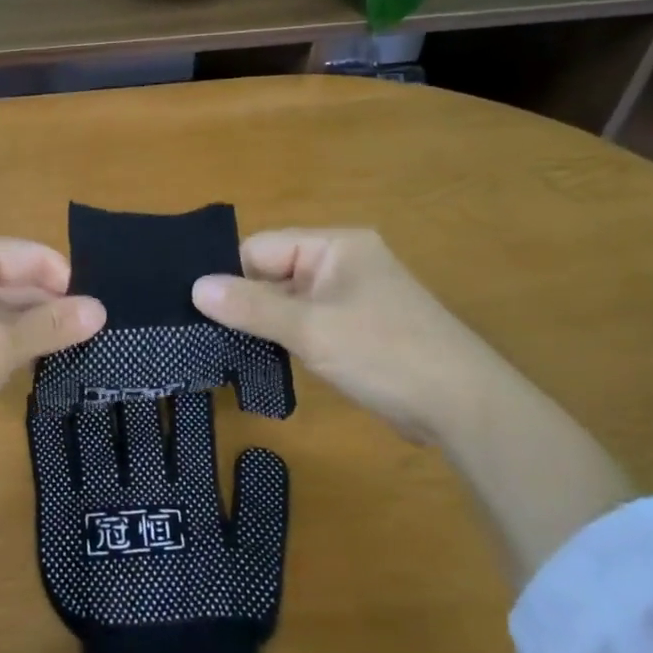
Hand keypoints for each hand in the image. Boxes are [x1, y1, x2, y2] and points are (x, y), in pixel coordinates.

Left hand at [0, 236, 105, 454]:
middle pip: (16, 278)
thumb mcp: (0, 346)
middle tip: (87, 344)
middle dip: (49, 308)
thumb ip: (52, 325)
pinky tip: (24, 364)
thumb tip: (101, 309)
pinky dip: (2, 339)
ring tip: (64, 356)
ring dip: (27, 327)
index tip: (94, 323)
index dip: (66, 286)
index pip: (33, 256)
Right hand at [192, 229, 507, 445]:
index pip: (262, 248)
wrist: (461, 406)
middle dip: (242, 301)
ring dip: (261, 323)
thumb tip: (196, 287)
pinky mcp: (355, 330)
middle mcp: (341, 264)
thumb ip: (251, 306)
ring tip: (216, 345)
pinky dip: (283, 338)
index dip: (227, 274)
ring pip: (287, 302)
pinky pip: (306, 323)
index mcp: (335, 247)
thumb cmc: (385, 354)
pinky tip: (255, 357)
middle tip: (195, 329)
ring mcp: (350, 298)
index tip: (191, 305)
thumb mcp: (310, 329)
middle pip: (273, 272)